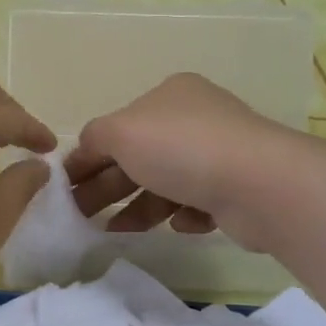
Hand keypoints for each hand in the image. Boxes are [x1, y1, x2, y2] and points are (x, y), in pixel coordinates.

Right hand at [67, 73, 291, 249]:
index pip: (118, 125)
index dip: (88, 155)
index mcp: (170, 94)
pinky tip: (177, 225)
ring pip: (166, 183)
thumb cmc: (182, 148)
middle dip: (109, 185)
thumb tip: (82, 151)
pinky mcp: (237, 190)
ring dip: (139, 207)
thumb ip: (93, 138)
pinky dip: (181, 215)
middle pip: (139, 156)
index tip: (65, 185)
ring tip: (115, 230)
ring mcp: (220, 154)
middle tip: (81, 214)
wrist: (259, 184)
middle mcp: (197, 119)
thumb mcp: (120, 132)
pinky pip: (197, 203)